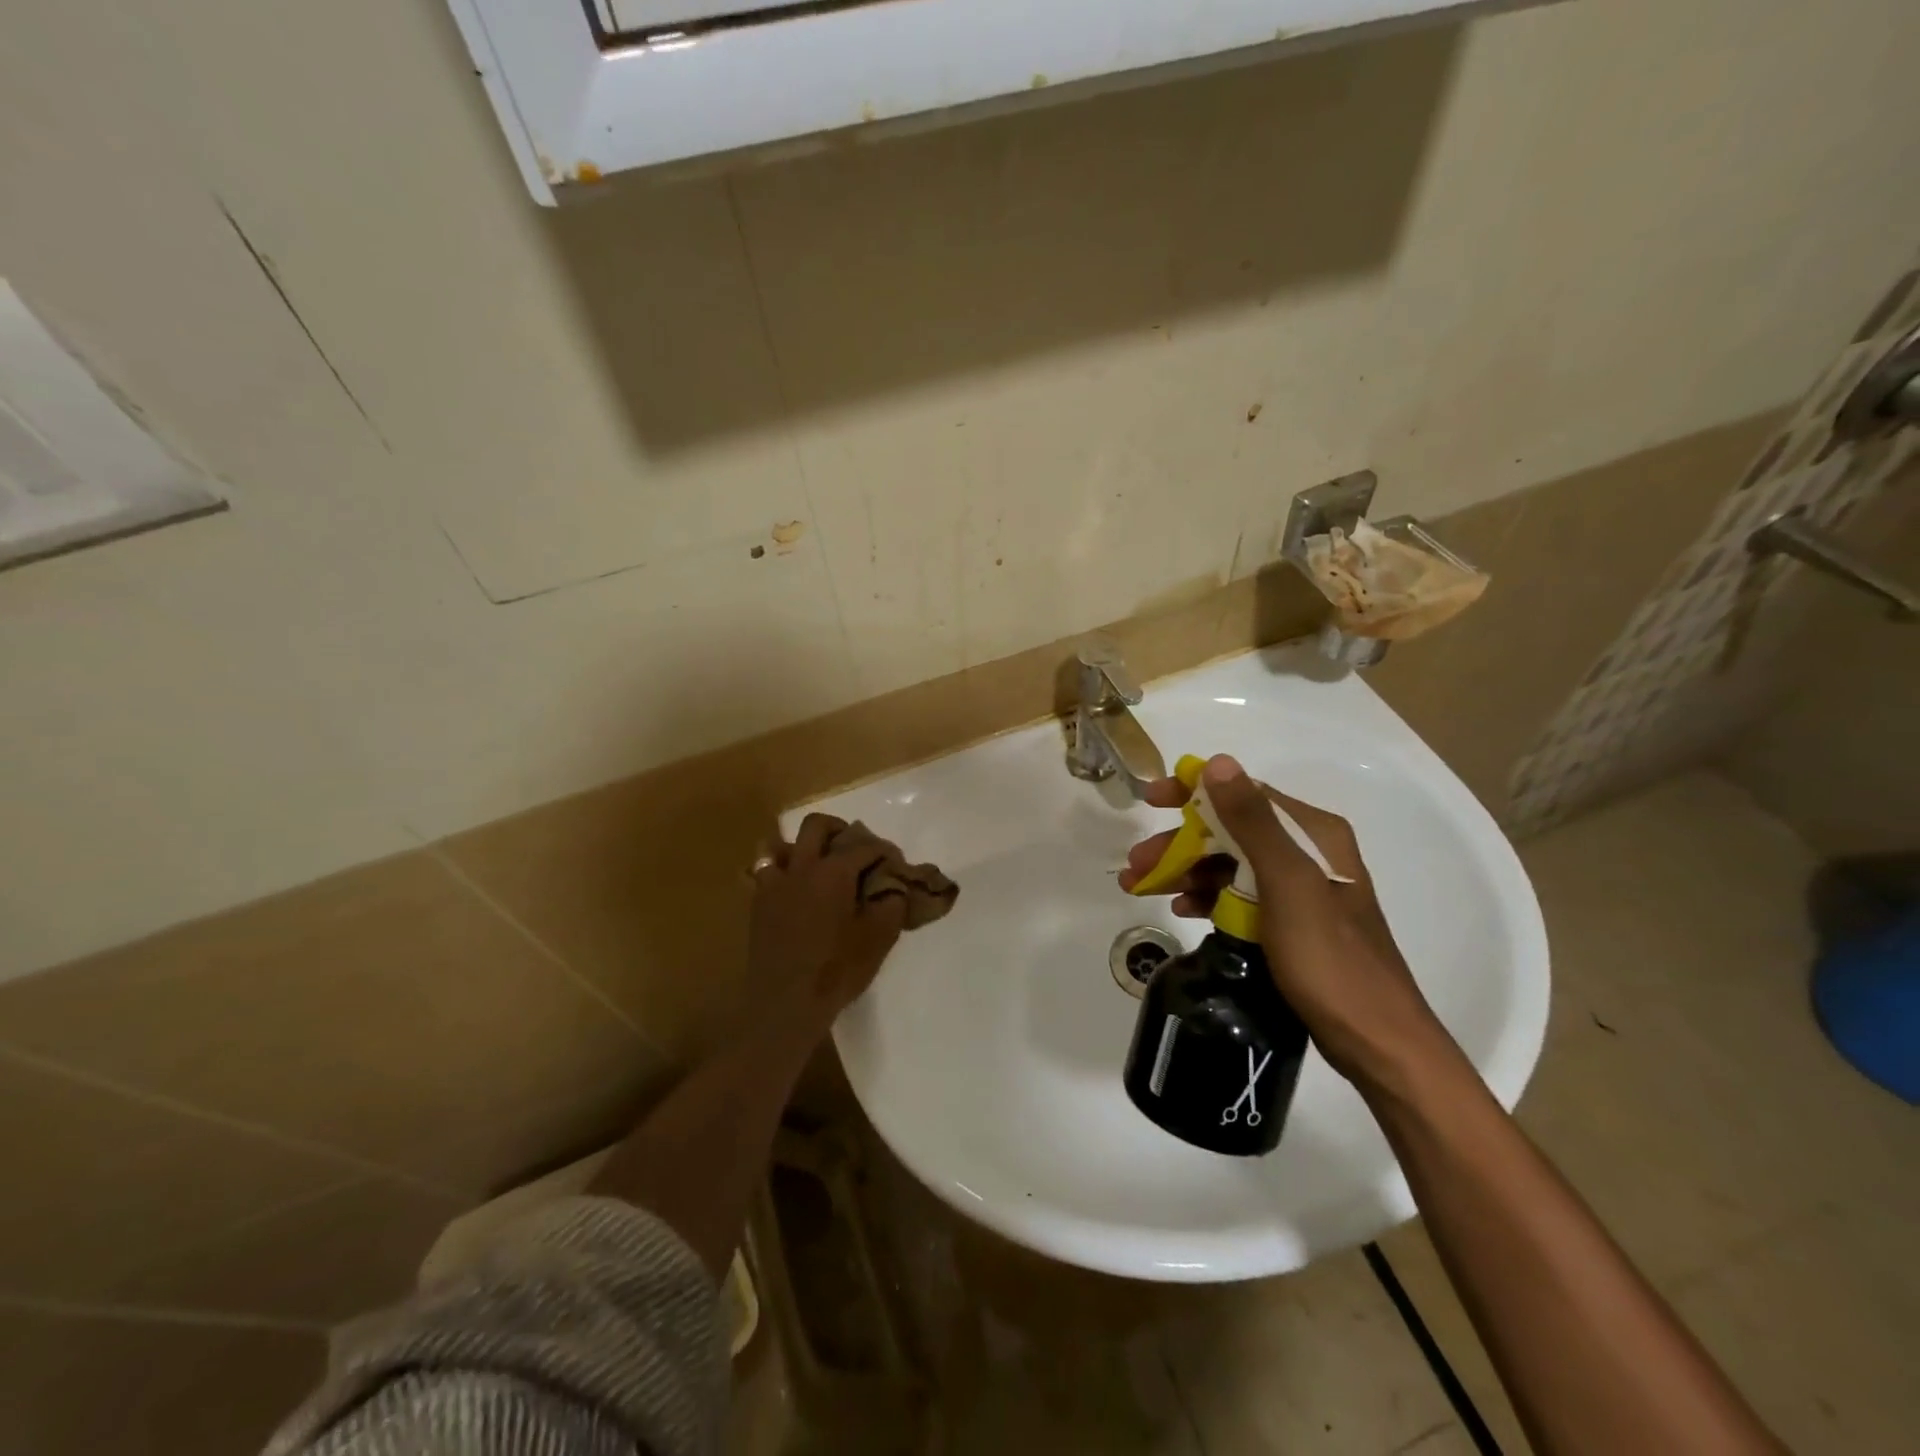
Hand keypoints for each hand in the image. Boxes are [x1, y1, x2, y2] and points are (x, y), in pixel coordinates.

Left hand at [748, 814, 908, 1030]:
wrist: (786, 1004)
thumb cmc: (837, 969)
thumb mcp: (879, 938)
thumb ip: (892, 904)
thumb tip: (894, 888)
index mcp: (833, 871)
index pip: (864, 846)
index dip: (883, 850)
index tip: (895, 863)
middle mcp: (801, 867)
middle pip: (816, 826)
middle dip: (838, 829)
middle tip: (853, 847)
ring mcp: (774, 884)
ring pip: (778, 844)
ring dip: (798, 847)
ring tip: (814, 864)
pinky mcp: (757, 904)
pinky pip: (761, 873)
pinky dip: (776, 871)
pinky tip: (789, 888)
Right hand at [1117, 754, 1449, 1084]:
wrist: (1376, 1041)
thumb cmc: (1329, 959)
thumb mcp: (1287, 884)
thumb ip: (1252, 822)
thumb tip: (1218, 762)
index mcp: (1312, 834)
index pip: (1244, 795)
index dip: (1193, 792)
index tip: (1150, 799)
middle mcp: (1307, 853)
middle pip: (1229, 832)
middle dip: (1179, 844)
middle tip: (1135, 865)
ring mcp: (1299, 890)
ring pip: (1229, 865)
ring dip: (1185, 871)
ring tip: (1141, 888)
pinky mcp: (1290, 923)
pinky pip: (1238, 897)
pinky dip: (1207, 897)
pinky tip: (1181, 909)